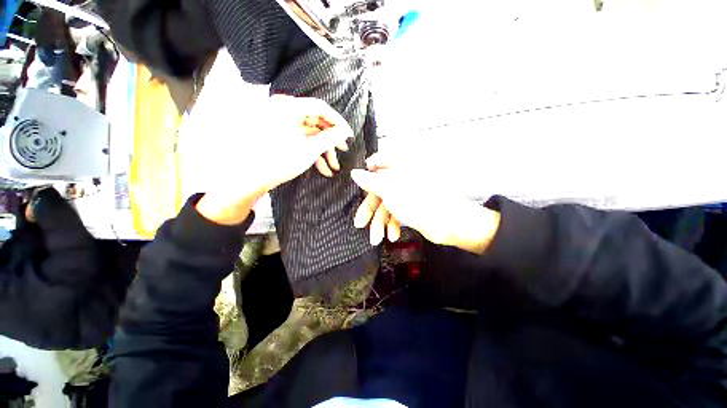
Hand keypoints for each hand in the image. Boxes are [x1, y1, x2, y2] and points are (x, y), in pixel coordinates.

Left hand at [186, 52, 353, 224]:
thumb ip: (330, 138)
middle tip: (343, 151)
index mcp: (289, 108)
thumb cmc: (280, 162)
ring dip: (323, 151)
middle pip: (316, 122)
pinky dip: (312, 153)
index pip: (321, 108)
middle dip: (331, 140)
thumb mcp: (310, 150)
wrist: (251, 177)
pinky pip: (301, 140)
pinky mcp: (280, 135)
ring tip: (333, 167)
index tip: (348, 135)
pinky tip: (322, 168)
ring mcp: (281, 124)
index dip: (338, 122)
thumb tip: (345, 131)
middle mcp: (284, 111)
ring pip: (310, 134)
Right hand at [351, 154, 500, 253]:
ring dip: (381, 222)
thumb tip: (355, 173)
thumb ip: (371, 182)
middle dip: (370, 210)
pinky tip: (393, 235)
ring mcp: (407, 193)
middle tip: (360, 224)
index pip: (379, 161)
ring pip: (387, 204)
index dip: (367, 172)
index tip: (359, 184)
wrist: (451, 224)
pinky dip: (393, 224)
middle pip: (379, 189)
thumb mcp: (389, 192)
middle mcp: (403, 178)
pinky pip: (396, 212)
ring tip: (378, 238)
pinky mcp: (412, 207)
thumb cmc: (420, 204)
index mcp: (400, 167)